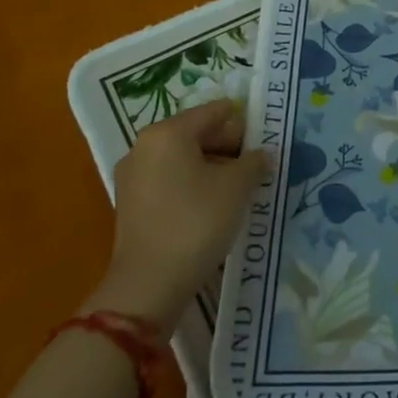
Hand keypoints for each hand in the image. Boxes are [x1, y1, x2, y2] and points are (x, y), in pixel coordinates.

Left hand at [83, 100, 270, 330]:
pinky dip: (193, 184)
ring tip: (239, 188)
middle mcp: (144, 146)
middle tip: (256, 165)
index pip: (214, 112)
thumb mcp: (237, 186)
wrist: (149, 285)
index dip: (244, 123)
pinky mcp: (131, 203)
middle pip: (196, 133)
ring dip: (212, 167)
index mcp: (167, 133)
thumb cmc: (196, 222)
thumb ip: (254, 160)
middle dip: (228, 146)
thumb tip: (261, 154)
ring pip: (183, 158)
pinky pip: (170, 180)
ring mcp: (133, 176)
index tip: (266, 140)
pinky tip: (214, 205)